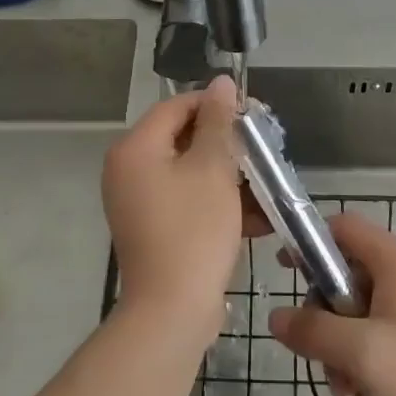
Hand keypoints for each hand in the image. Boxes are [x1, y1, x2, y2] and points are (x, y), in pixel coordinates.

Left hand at [102, 76, 267, 330]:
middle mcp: (129, 170)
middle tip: (263, 148)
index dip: (216, 105)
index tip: (252, 114)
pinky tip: (257, 215)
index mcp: (135, 148)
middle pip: (183, 138)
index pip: (177, 106)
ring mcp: (138, 202)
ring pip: (190, 171)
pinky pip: (187, 200)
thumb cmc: (193, 231)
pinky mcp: (153, 228)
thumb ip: (218, 122)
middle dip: (226, 143)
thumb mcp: (212, 169)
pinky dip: (217, 202)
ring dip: (228, 175)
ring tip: (266, 182)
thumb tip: (221, 82)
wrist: (171, 313)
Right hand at [270, 212, 395, 395]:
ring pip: (358, 315)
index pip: (343, 227)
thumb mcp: (359, 353)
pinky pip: (378, 339)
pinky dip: (364, 366)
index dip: (310, 242)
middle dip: (326, 319)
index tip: (285, 274)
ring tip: (349, 393)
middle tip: (322, 356)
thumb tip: (275, 316)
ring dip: (342, 352)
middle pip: (346, 277)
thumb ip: (312, 330)